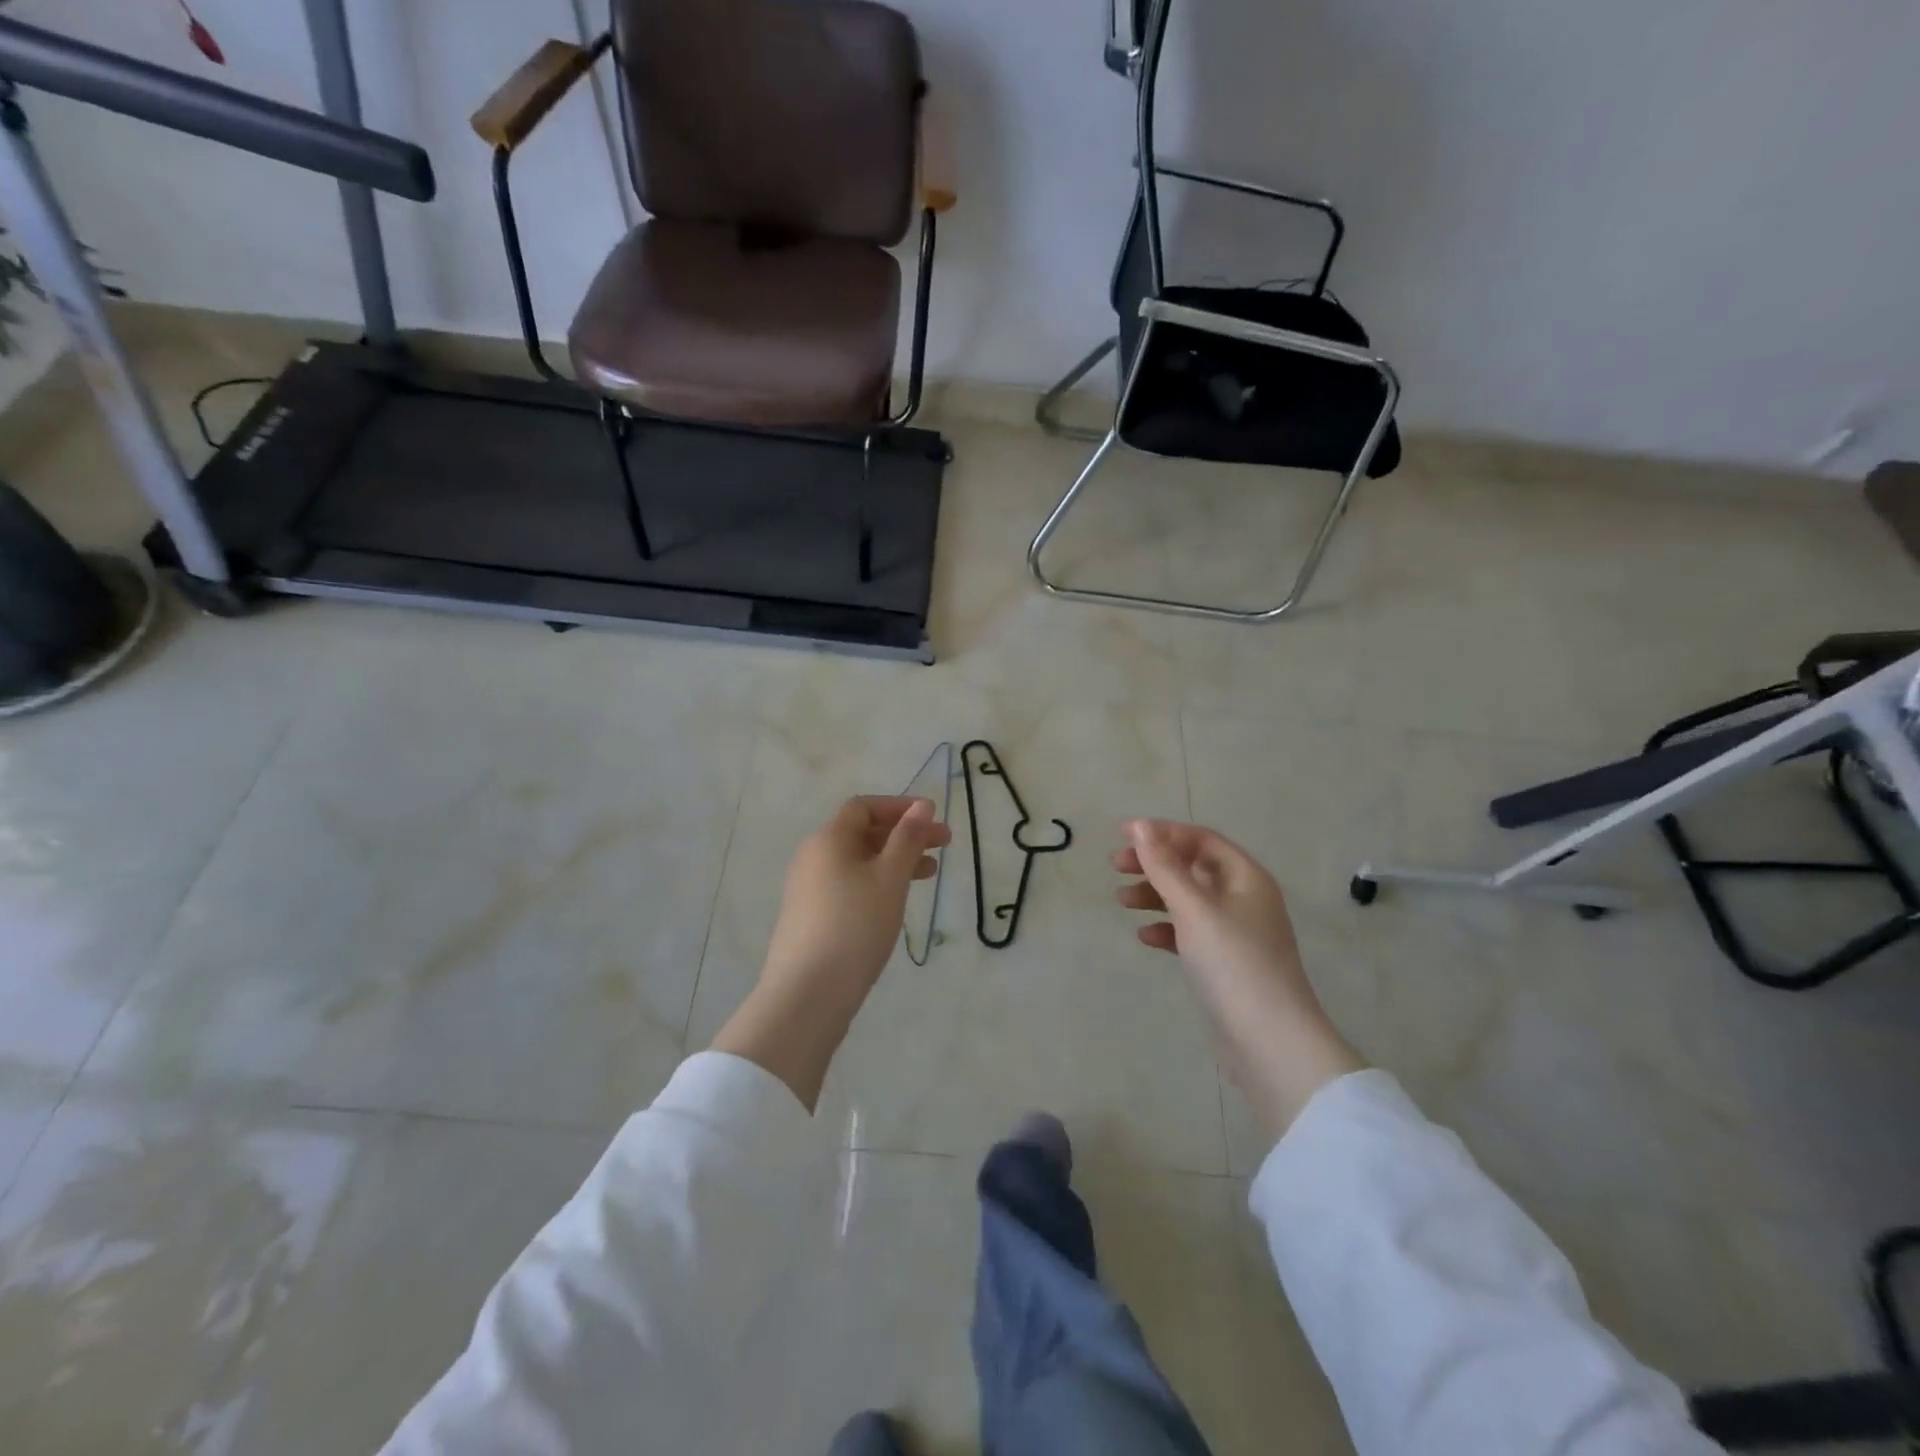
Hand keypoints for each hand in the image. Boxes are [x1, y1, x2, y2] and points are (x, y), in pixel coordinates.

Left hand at [713, 796, 949, 1109]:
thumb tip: (921, 805)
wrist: (808, 994)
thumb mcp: (889, 878)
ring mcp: (808, 889)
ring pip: (858, 861)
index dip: (899, 807)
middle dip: (904, 835)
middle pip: (862, 833)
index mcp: (828, 840)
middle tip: (943, 846)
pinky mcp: (810, 916)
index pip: (864, 807)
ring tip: (929, 874)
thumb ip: (908, 838)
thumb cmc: (855, 926)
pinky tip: (896, 901)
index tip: (932, 819)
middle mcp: (813, 857)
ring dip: (894, 860)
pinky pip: (849, 884)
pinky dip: (877, 882)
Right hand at [1116, 819, 1362, 1139]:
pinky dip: (1167, 929)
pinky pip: (1192, 933)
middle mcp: (1245, 899)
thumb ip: (1165, 867)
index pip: (1201, 839)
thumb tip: (1140, 826)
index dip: (1162, 832)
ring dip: (1155, 895)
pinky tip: (1145, 937)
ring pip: (1189, 901)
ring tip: (1122, 902)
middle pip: (1193, 867)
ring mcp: (1238, 933)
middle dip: (1155, 863)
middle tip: (1116, 866)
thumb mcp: (1194, 909)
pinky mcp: (1227, 964)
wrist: (1270, 1043)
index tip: (1122, 835)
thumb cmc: (1233, 964)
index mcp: (1247, 878)